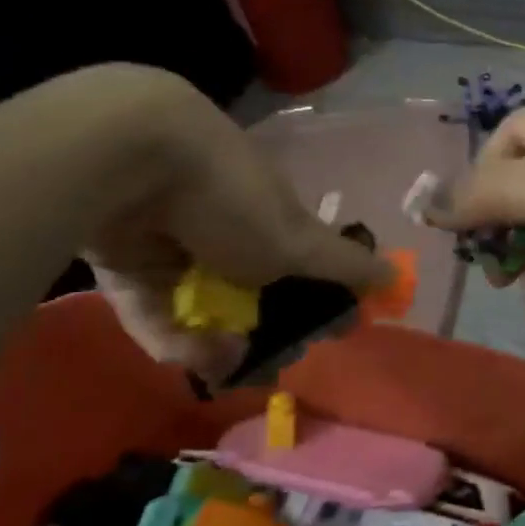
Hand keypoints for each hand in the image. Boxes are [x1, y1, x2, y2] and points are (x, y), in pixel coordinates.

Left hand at [83, 84, 388, 378]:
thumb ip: (346, 266)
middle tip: (264, 365)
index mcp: (273, 218)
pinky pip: (154, 312)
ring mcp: (176, 249)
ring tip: (223, 362)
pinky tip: (188, 353)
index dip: (312, 305)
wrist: (130, 160)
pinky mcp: (126, 267)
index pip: (300, 269)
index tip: (318, 336)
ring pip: (201, 311)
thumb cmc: (231, 198)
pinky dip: (171, 335)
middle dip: (260, 335)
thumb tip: (398, 278)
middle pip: (250, 297)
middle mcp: (228, 232)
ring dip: (214, 344)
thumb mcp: (299, 241)